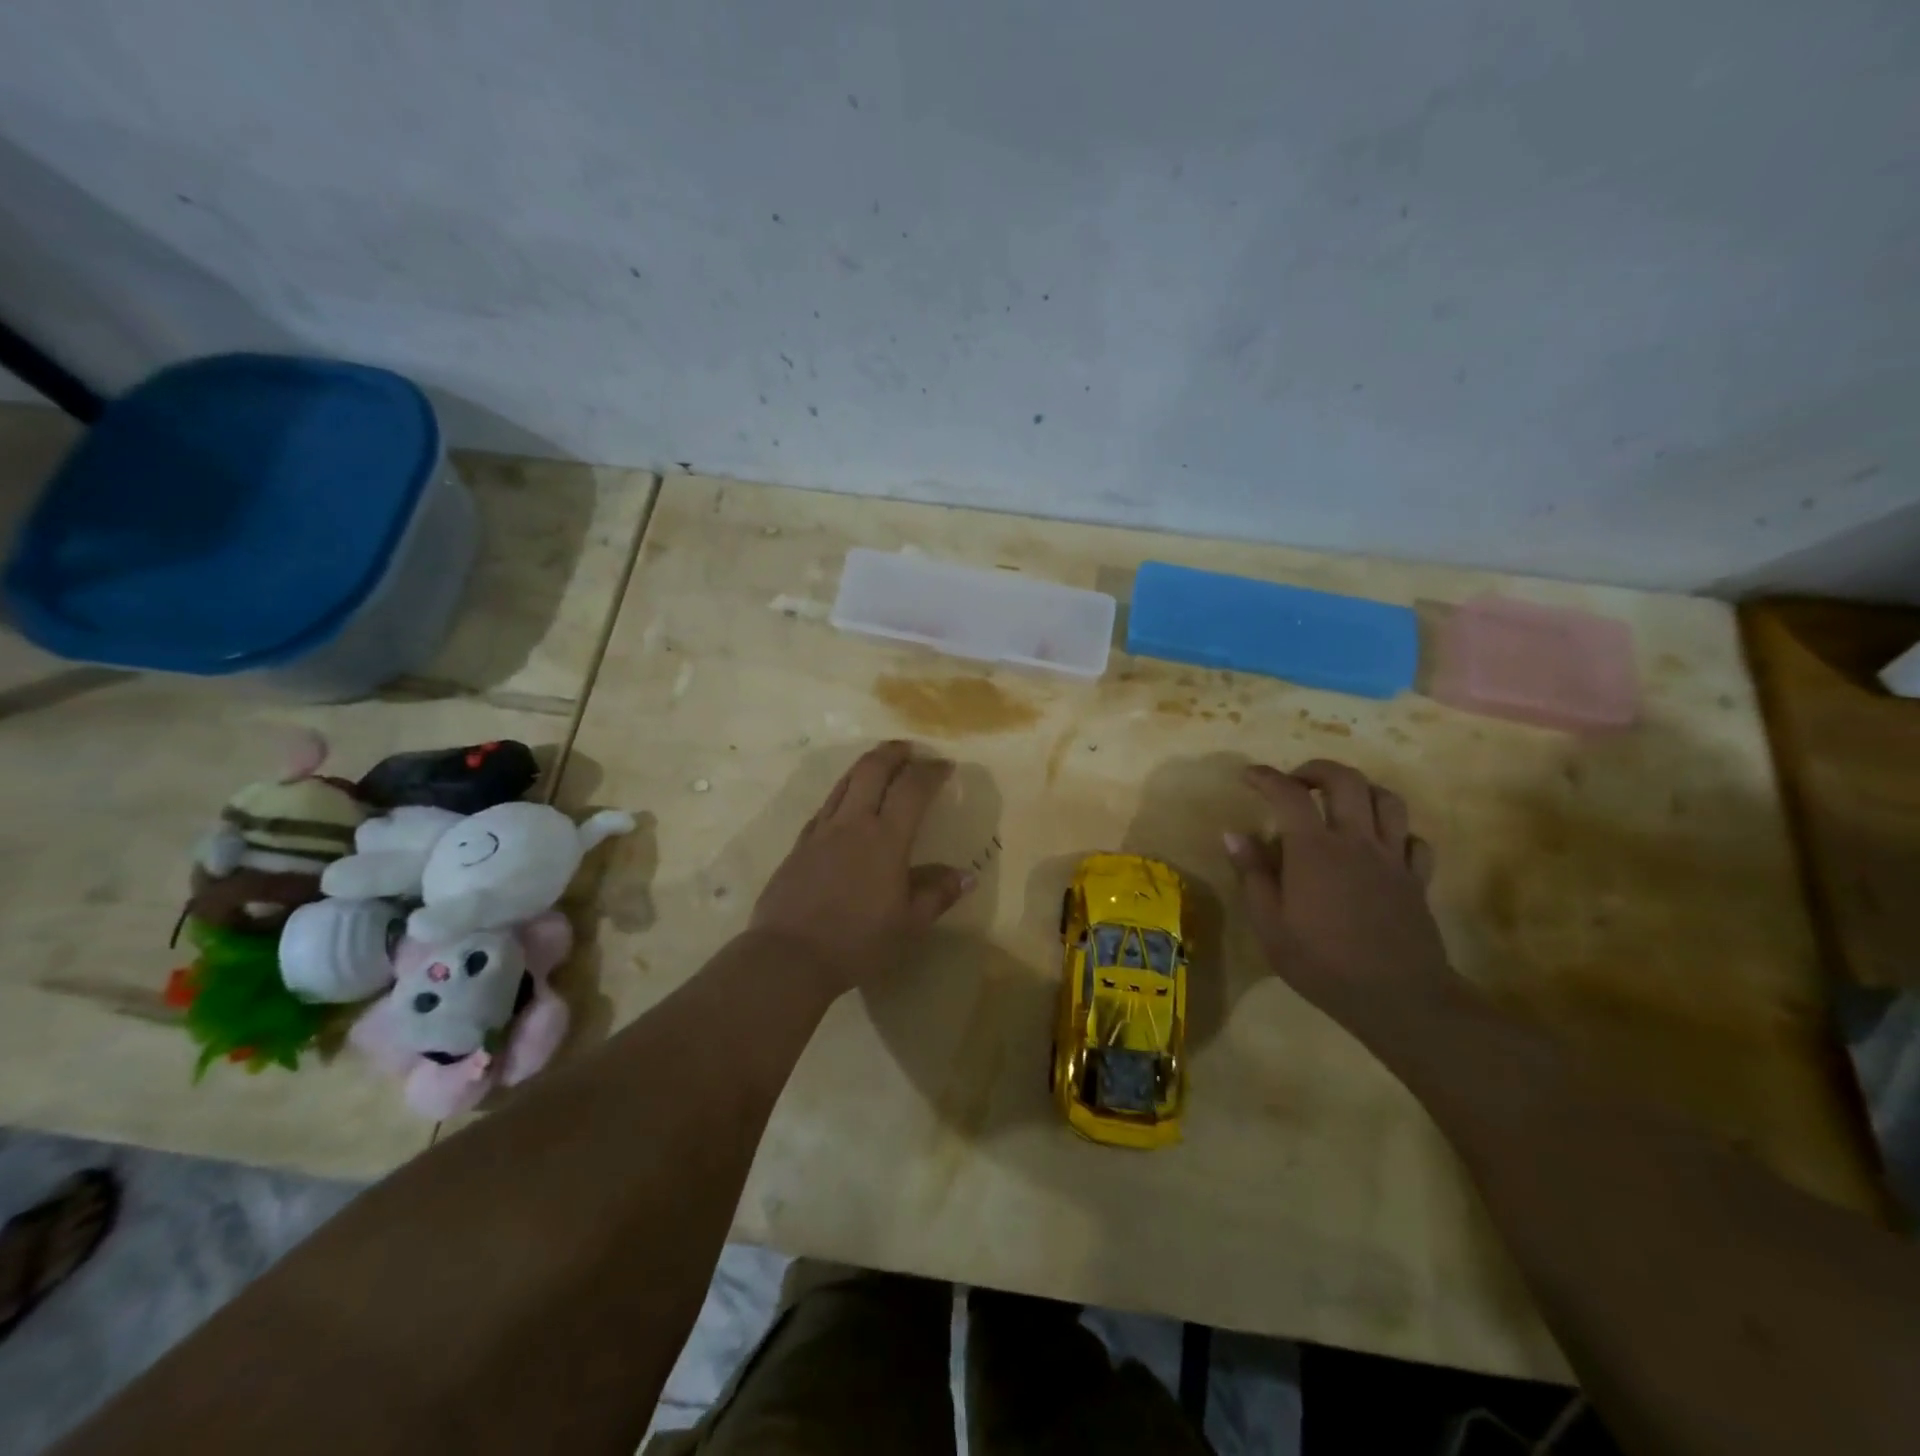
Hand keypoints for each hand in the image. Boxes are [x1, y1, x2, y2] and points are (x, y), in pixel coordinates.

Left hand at [749, 741, 974, 998]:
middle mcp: (853, 823)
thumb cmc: (857, 942)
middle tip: (910, 748)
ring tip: (881, 763)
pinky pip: (826, 805)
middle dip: (894, 752)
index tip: (945, 765)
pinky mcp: (800, 844)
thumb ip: (937, 894)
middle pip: (873, 769)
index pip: (912, 789)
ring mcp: (822, 830)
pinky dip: (843, 792)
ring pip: (845, 781)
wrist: (789, 955)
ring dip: (867, 765)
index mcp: (885, 839)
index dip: (931, 771)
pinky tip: (847, 803)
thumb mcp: (908, 925)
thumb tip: (966, 875)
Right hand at [1223, 760, 1452, 1025]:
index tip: (1249, 776)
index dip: (1266, 777)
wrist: (1398, 997)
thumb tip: (1234, 834)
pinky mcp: (1417, 879)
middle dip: (1318, 770)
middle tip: (1297, 782)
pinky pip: (1414, 839)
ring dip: (1361, 790)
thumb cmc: (1323, 963)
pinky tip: (1379, 845)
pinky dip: (1395, 832)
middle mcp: (1356, 841)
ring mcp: (1392, 858)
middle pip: (1346, 781)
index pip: (1289, 794)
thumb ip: (1253, 874)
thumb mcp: (1270, 925)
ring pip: (1387, 800)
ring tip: (1340, 803)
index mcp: (1314, 850)